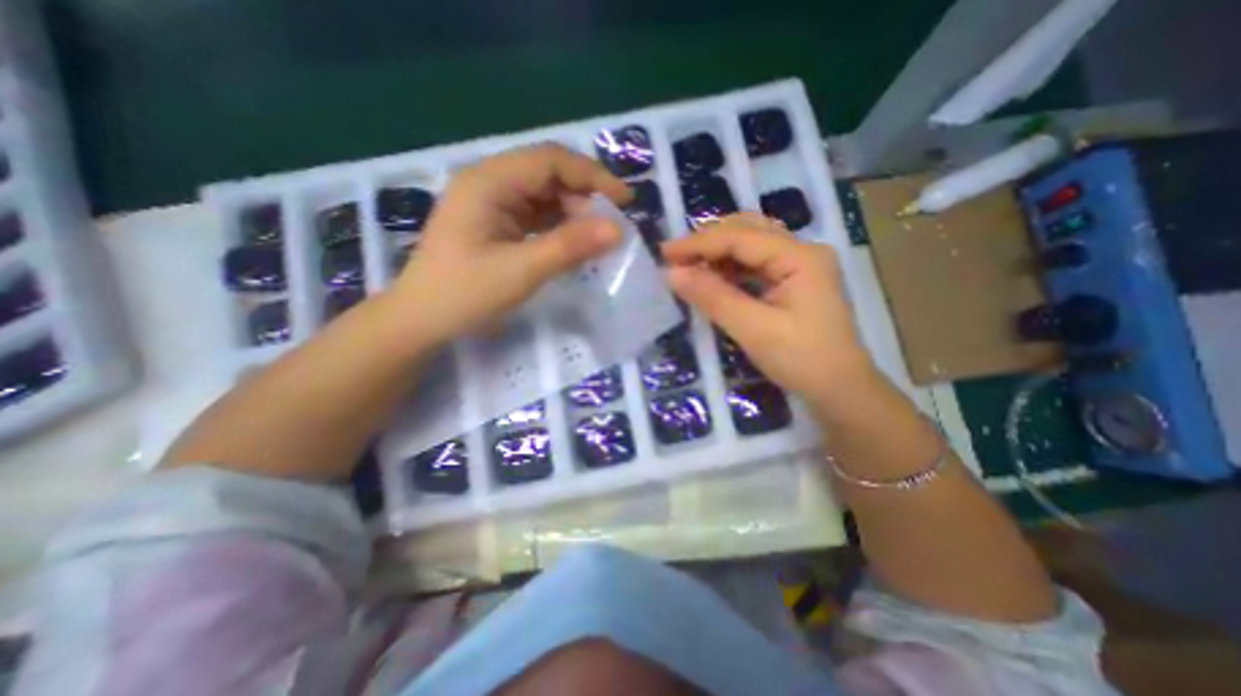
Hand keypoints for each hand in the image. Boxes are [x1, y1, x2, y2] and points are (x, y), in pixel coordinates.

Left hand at [392, 141, 634, 344]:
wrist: (422, 320)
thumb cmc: (465, 293)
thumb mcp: (521, 270)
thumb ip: (569, 246)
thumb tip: (618, 229)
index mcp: (488, 182)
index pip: (550, 160)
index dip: (592, 176)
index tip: (624, 201)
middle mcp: (489, 182)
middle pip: (548, 174)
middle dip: (584, 196)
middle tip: (611, 227)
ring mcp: (492, 203)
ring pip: (544, 195)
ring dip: (574, 213)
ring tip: (597, 238)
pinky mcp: (496, 223)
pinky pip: (536, 215)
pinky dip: (559, 226)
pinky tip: (574, 243)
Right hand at [663, 211, 875, 406]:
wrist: (841, 391)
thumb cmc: (802, 360)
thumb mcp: (753, 329)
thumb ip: (713, 297)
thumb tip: (672, 273)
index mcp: (799, 257)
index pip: (740, 237)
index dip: (699, 243)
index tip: (665, 252)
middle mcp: (802, 251)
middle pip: (748, 231)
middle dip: (708, 242)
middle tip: (675, 257)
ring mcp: (801, 265)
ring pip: (751, 246)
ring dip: (718, 253)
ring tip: (688, 266)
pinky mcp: (795, 281)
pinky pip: (756, 265)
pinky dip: (731, 268)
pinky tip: (713, 277)